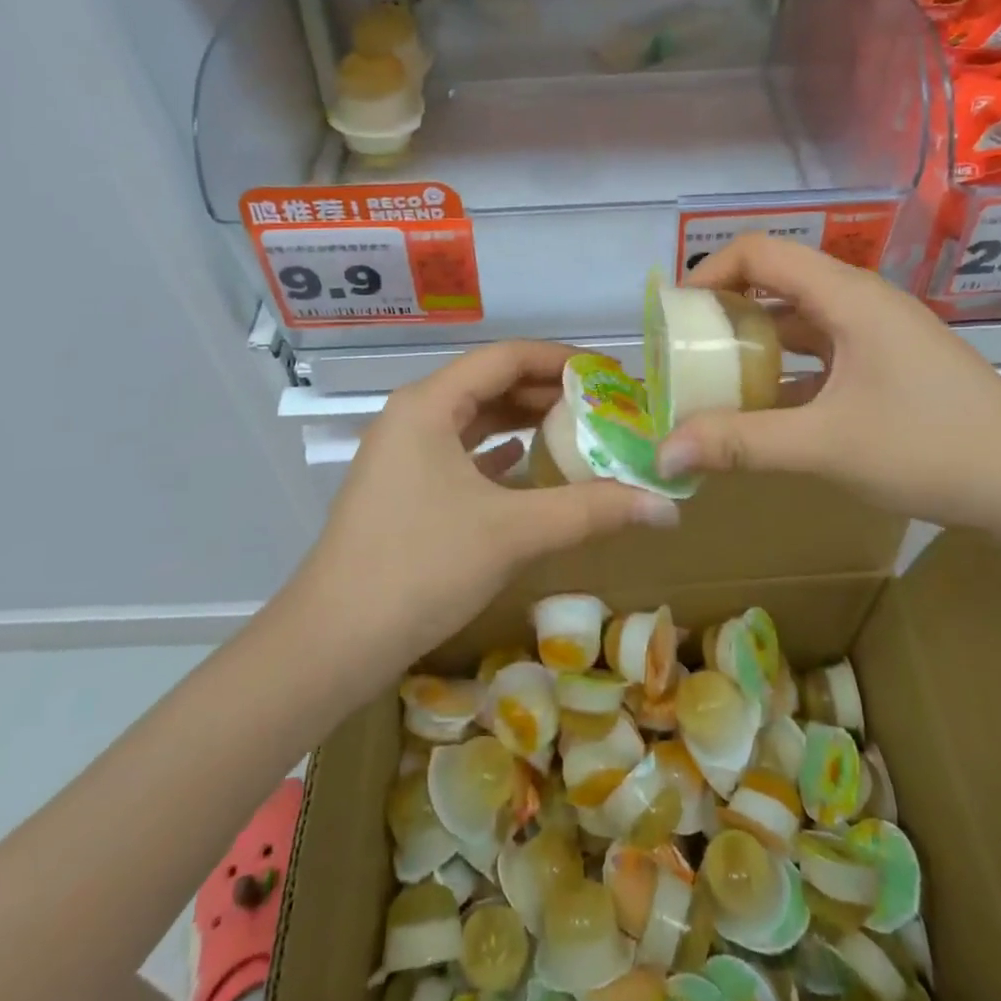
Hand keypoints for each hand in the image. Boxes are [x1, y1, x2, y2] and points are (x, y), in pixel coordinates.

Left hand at [293, 342, 679, 669]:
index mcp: (429, 404)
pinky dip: (497, 451)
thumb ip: (591, 510)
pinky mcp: (403, 487)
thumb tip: (667, 507)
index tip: (611, 375)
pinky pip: (460, 452)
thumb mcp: (512, 532)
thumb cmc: (421, 568)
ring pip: (474, 419)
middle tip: (606, 406)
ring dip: (524, 420)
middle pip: (490, 384)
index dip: (561, 361)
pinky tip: (527, 462)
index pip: (505, 357)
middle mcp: (413, 415)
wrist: (333, 642)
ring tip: (580, 428)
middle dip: (548, 392)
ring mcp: (403, 453)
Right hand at [656, 236, 1000, 534]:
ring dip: (754, 347)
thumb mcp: (826, 446)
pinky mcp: (887, 365)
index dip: (709, 272)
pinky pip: (821, 354)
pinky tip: (764, 413)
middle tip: (686, 354)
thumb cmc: (932, 448)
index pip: (760, 252)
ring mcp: (877, 334)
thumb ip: (741, 444)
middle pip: (776, 283)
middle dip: (724, 313)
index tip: (675, 316)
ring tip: (713, 383)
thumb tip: (664, 455)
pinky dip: (786, 373)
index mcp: (846, 296)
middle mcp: (859, 302)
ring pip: (798, 322)